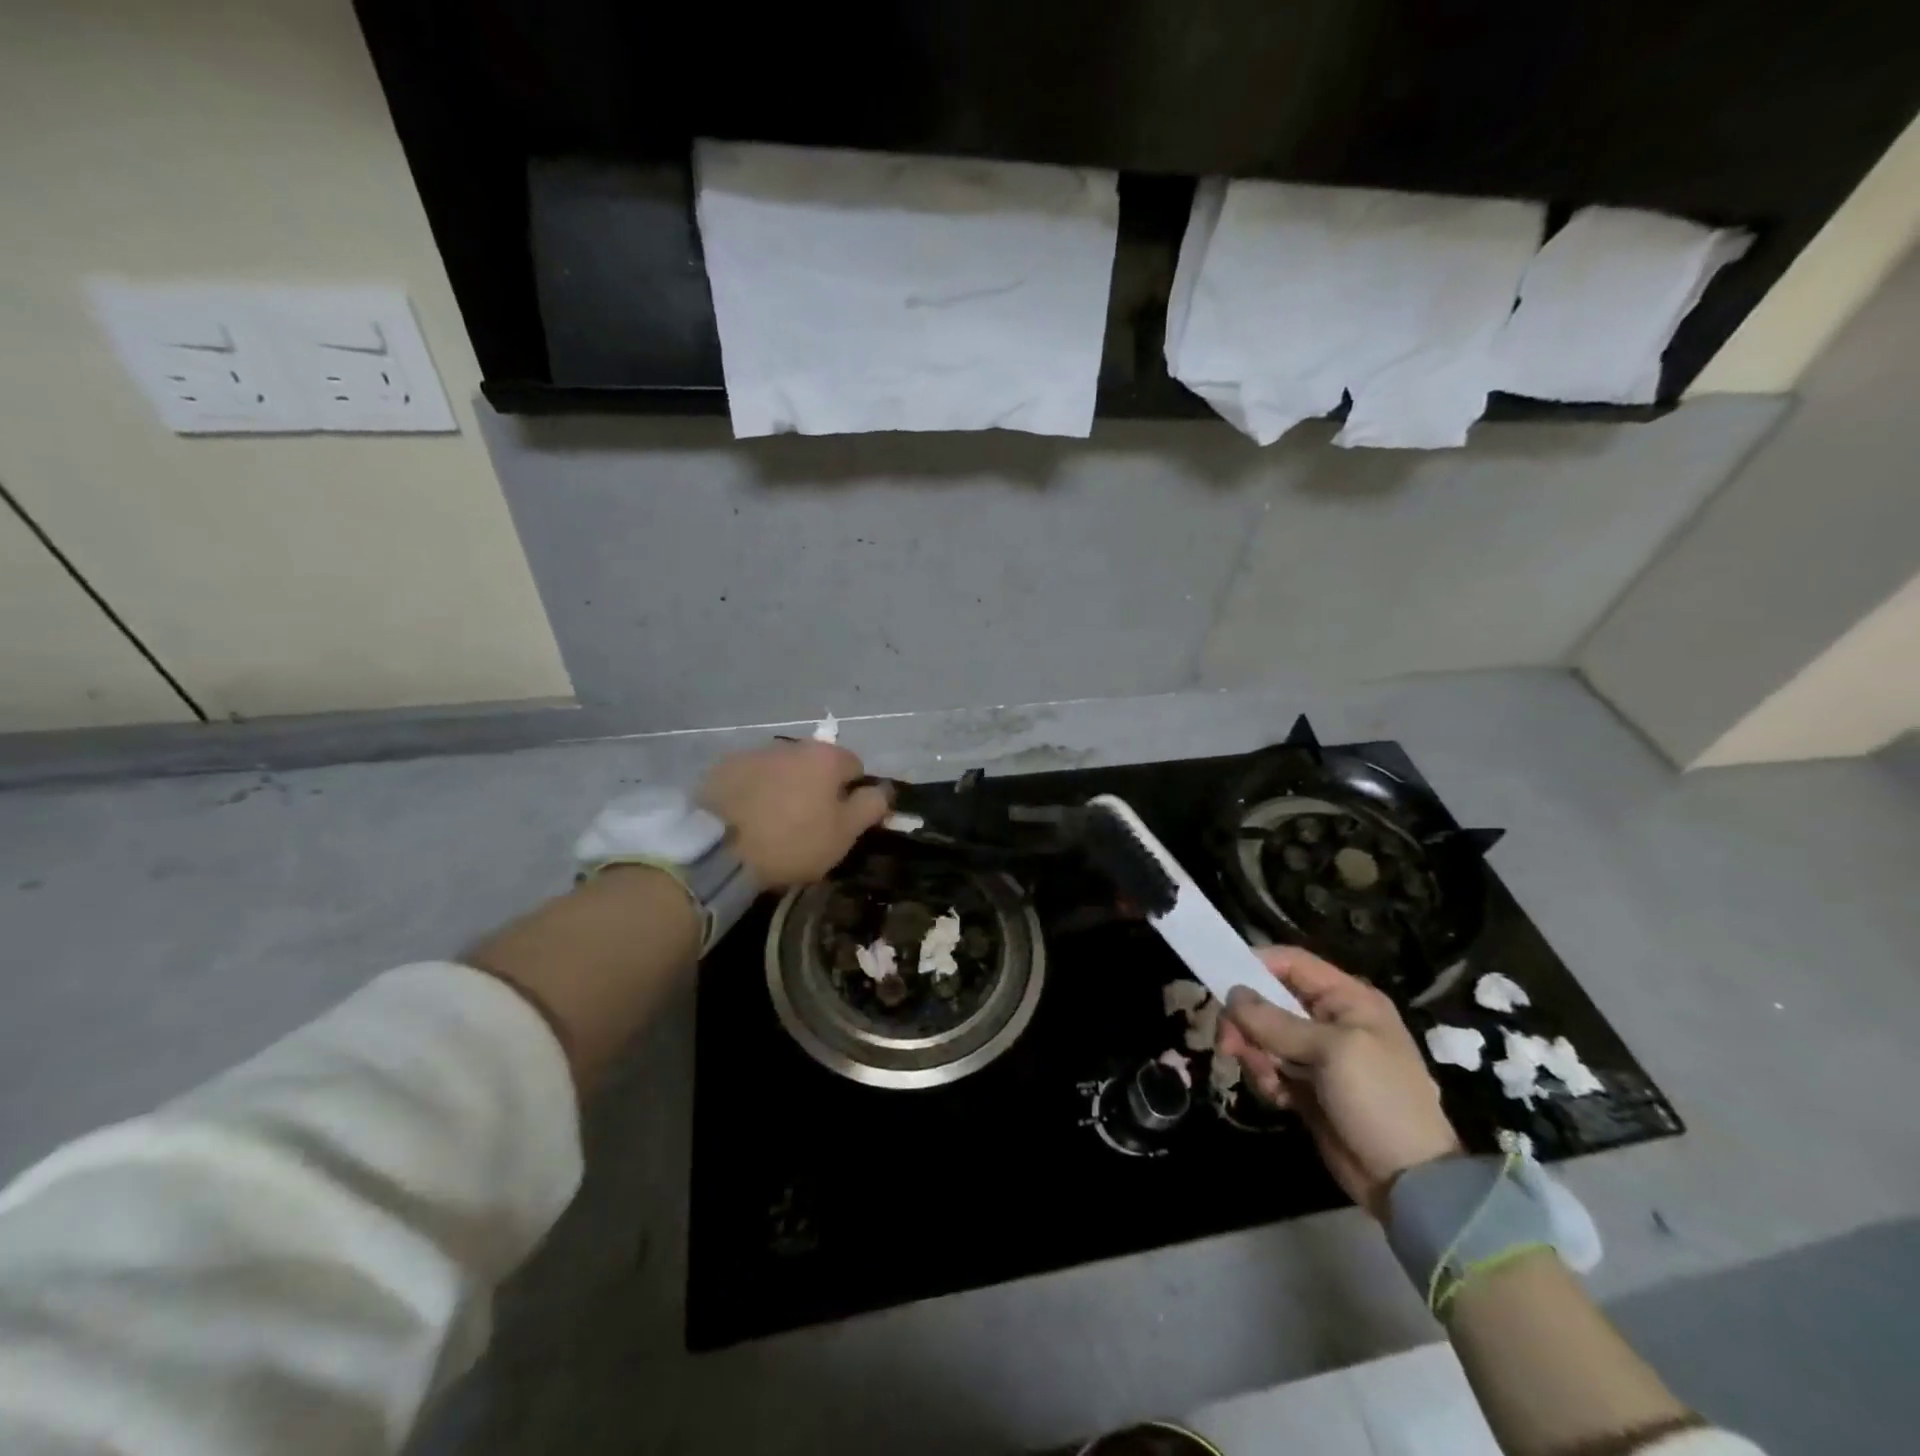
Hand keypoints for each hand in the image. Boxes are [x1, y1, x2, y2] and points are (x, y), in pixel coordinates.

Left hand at [698, 741, 890, 887]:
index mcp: (826, 757)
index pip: (855, 766)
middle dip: (816, 787)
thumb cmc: (792, 842)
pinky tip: (746, 818)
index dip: (853, 794)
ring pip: (782, 769)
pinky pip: (750, 777)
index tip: (842, 822)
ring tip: (773, 822)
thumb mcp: (844, 833)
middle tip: (807, 824)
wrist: (719, 851)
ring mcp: (754, 753)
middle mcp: (792, 745)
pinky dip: (754, 791)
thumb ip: (871, 806)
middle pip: (815, 765)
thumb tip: (884, 789)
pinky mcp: (722, 768)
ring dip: (784, 787)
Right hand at [1217, 947, 1459, 1217]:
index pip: (1291, 962)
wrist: (1409, 1181)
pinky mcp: (1306, 1085)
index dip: (1255, 965)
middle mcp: (1330, 1019)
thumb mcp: (1331, 1051)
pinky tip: (1280, 1099)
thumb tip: (1232, 994)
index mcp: (1348, 999)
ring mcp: (1317, 1054)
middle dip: (1246, 1021)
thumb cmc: (1379, 1099)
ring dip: (1255, 1054)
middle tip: (1229, 1044)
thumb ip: (1276, 1022)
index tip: (1222, 985)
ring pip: (1263, 1035)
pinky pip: (1269, 1066)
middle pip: (1268, 999)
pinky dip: (1266, 1079)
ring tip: (1267, 1080)